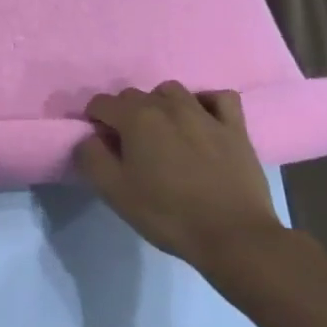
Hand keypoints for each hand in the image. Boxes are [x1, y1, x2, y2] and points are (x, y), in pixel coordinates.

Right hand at [75, 82, 281, 263]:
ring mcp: (205, 114)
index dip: (94, 120)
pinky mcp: (235, 129)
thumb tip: (90, 138)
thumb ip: (90, 157)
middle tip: (128, 145)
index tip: (100, 145)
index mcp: (136, 119)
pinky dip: (206, 103)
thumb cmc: (167, 213)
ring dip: (160, 104)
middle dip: (124, 113)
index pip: (101, 103)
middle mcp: (168, 106)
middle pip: (134, 95)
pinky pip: (220, 98)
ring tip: (162, 132)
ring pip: (172, 91)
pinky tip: (201, 121)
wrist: (233, 236)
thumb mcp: (113, 191)